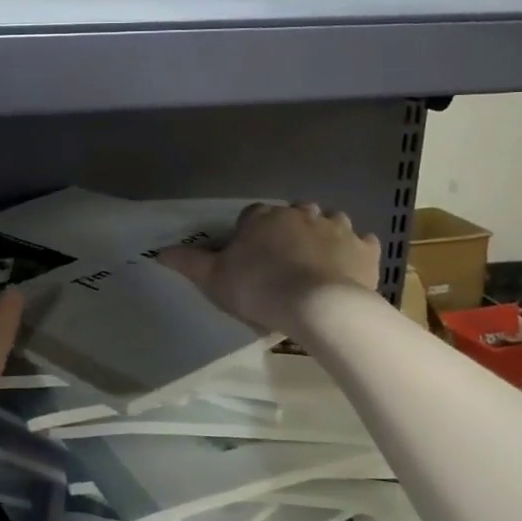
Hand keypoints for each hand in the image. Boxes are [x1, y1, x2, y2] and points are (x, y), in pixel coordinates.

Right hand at [157, 202, 380, 333]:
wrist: (320, 307)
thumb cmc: (260, 288)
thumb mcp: (214, 279)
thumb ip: (188, 262)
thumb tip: (157, 252)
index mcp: (264, 216)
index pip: (253, 215)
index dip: (250, 234)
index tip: (249, 257)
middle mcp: (300, 213)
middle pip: (293, 215)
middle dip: (289, 230)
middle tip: (283, 261)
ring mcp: (337, 228)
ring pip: (330, 223)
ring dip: (324, 235)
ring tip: (316, 263)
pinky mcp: (364, 249)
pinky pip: (360, 243)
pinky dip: (354, 251)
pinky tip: (348, 268)